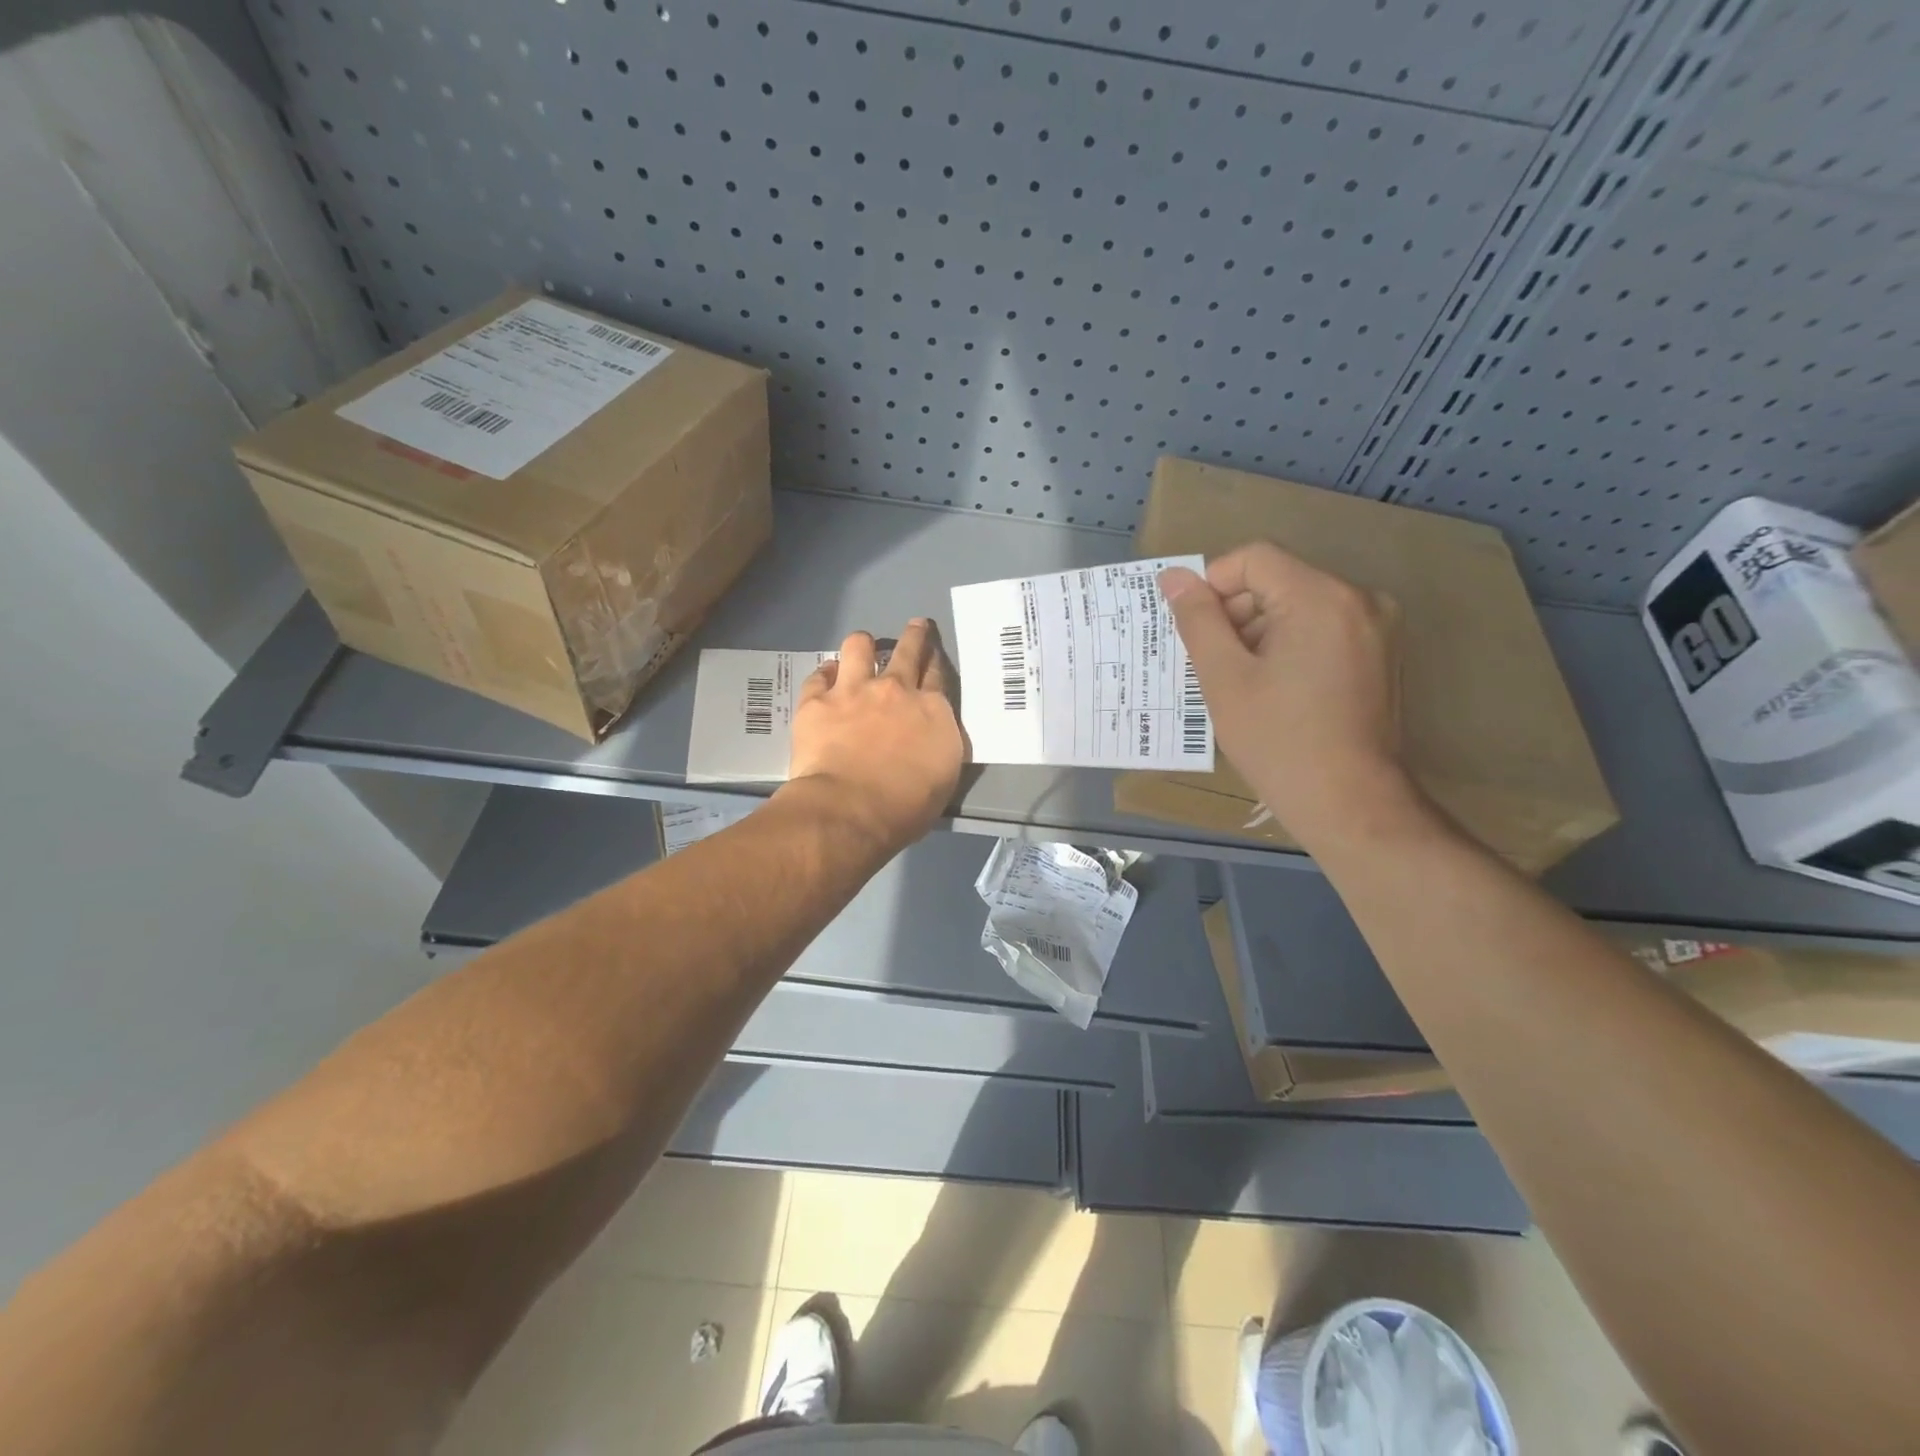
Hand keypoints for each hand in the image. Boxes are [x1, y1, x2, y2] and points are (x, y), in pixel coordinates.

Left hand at [784, 620, 964, 854]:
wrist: (851, 809)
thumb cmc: (906, 805)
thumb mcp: (944, 776)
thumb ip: (939, 744)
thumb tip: (932, 734)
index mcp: (931, 710)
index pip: (937, 675)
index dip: (935, 661)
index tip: (933, 655)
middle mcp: (895, 690)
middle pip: (908, 651)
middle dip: (914, 635)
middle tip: (916, 626)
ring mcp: (853, 691)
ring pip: (859, 647)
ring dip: (863, 644)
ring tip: (862, 646)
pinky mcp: (816, 702)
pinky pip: (819, 675)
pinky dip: (824, 674)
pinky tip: (825, 676)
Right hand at [1160, 544, 1417, 850]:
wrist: (1350, 803)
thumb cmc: (1279, 742)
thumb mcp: (1224, 679)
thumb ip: (1198, 620)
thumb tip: (1174, 578)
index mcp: (1321, 598)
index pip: (1254, 559)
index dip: (1213, 585)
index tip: (1196, 632)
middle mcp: (1359, 599)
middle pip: (1279, 580)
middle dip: (1237, 613)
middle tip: (1214, 664)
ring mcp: (1377, 626)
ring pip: (1299, 605)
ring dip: (1260, 631)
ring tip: (1241, 683)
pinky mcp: (1381, 652)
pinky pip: (1322, 627)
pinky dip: (1289, 644)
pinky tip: (1274, 689)